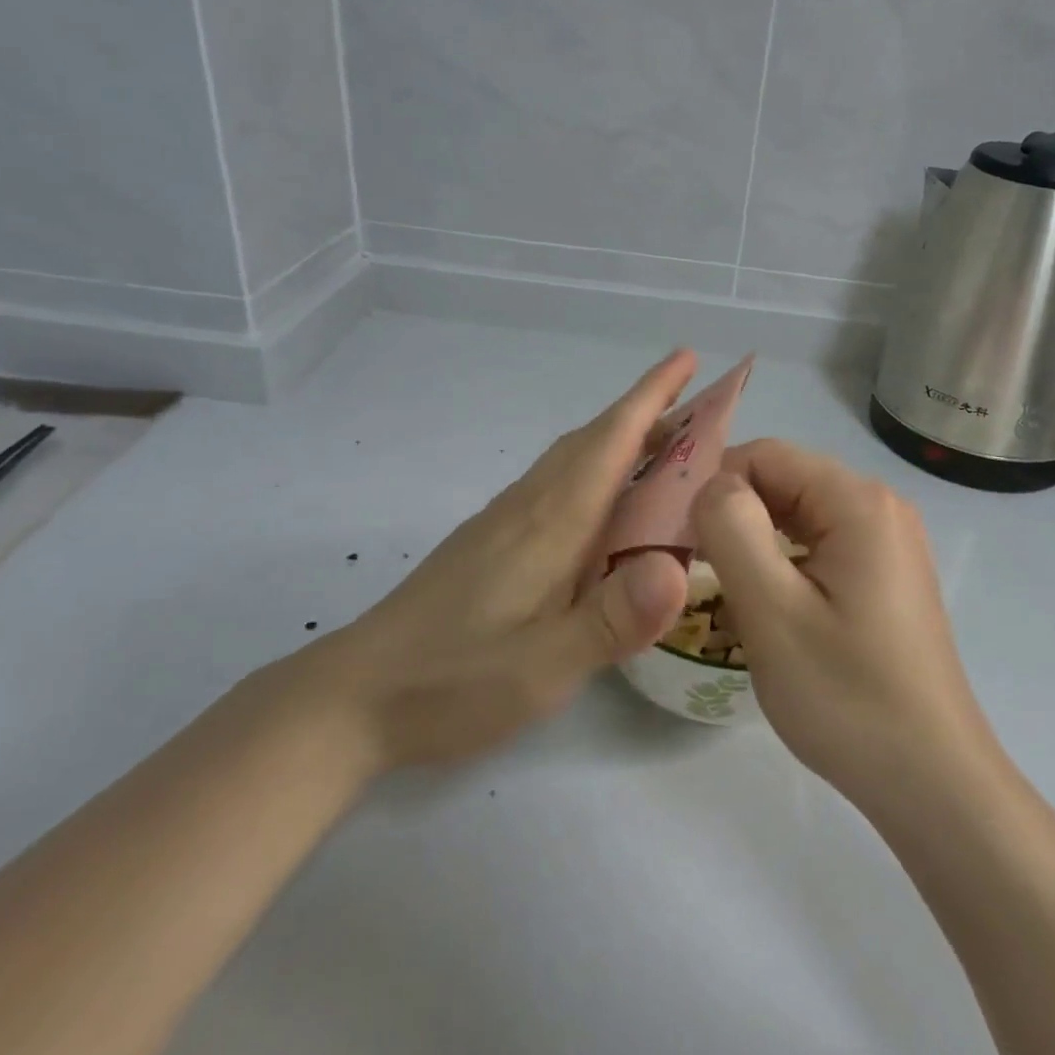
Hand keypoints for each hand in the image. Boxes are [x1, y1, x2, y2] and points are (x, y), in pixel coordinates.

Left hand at [296, 350, 698, 771]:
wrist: (355, 696)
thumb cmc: (454, 681)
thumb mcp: (544, 667)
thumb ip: (613, 620)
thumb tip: (678, 568)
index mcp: (552, 521)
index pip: (612, 440)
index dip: (653, 395)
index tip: (688, 358)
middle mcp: (530, 505)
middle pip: (595, 439)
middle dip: (647, 412)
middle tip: (699, 408)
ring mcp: (505, 521)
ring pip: (573, 459)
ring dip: (620, 439)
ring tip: (664, 450)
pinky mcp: (491, 541)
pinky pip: (557, 484)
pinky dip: (594, 471)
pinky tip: (603, 508)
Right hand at [691, 440, 993, 809]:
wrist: (933, 783)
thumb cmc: (848, 698)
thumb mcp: (772, 612)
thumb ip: (732, 530)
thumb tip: (711, 485)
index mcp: (859, 501)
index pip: (766, 455)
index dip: (714, 483)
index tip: (676, 531)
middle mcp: (879, 506)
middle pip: (784, 480)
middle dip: (733, 512)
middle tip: (690, 562)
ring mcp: (887, 541)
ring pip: (798, 514)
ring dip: (754, 538)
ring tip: (721, 584)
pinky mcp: (884, 575)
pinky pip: (819, 544)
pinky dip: (782, 559)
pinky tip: (765, 601)